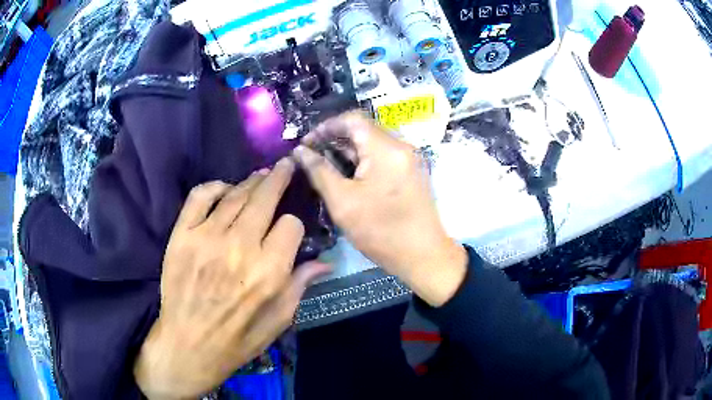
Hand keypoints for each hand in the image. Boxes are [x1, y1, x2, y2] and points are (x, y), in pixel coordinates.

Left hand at [134, 159, 330, 399]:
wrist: (189, 345)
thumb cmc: (239, 339)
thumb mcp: (279, 320)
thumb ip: (301, 285)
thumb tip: (326, 261)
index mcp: (269, 271)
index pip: (291, 225)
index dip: (295, 224)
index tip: (290, 230)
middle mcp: (240, 247)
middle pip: (265, 197)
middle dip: (279, 177)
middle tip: (285, 165)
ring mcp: (207, 238)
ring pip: (236, 194)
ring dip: (252, 180)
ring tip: (262, 174)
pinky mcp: (182, 235)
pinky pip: (200, 196)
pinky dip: (215, 186)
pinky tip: (225, 189)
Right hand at [293, 112, 466, 306]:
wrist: (423, 255)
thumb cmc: (381, 231)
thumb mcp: (343, 202)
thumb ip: (319, 171)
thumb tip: (300, 151)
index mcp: (386, 148)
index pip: (352, 119)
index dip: (326, 126)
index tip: (307, 143)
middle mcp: (401, 146)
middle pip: (363, 129)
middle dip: (335, 138)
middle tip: (313, 155)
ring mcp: (409, 158)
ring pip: (373, 143)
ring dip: (348, 150)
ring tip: (326, 166)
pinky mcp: (411, 171)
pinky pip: (383, 155)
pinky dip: (363, 160)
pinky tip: (348, 175)